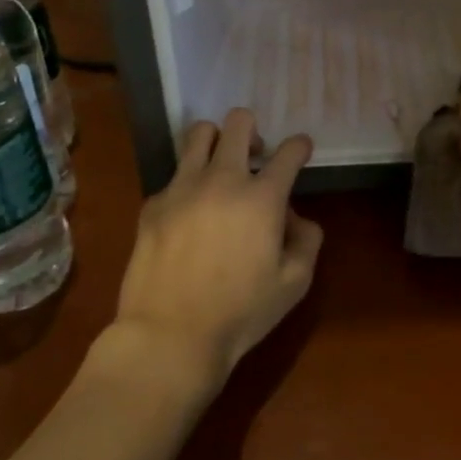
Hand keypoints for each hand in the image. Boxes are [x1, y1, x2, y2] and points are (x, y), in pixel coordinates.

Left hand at [110, 109, 322, 387]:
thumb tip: (294, 219)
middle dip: (254, 130)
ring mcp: (182, 188)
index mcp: (262, 197)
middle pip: (239, 123)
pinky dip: (188, 183)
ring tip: (220, 165)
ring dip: (217, 141)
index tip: (301, 150)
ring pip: (199, 133)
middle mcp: (223, 180)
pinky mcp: (153, 204)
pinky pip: (174, 175)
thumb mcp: (294, 284)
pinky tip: (189, 212)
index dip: (300, 146)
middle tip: (256, 156)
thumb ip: (307, 241)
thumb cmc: (241, 313)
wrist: (170, 336)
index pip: (289, 151)